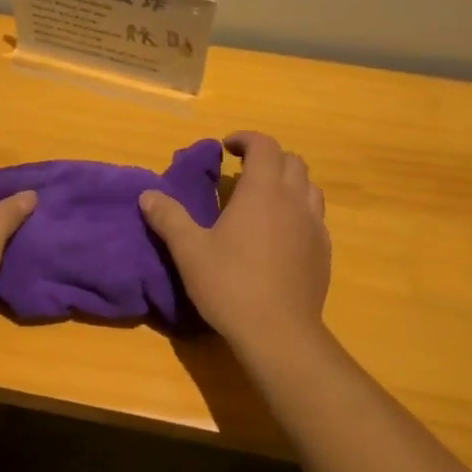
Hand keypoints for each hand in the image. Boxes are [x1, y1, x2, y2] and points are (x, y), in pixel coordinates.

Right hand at [139, 131, 330, 351]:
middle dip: (268, 158)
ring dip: (287, 183)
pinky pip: (315, 217)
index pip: (264, 145)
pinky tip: (280, 234)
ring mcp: (315, 226)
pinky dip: (298, 211)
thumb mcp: (189, 251)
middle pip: (292, 161)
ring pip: (309, 187)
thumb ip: (169, 218)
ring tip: (264, 200)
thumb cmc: (230, 285)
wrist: (279, 332)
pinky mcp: (324, 252)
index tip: (226, 147)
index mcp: (263, 191)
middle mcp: (294, 200)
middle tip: (242, 173)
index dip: (245, 139)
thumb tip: (147, 195)